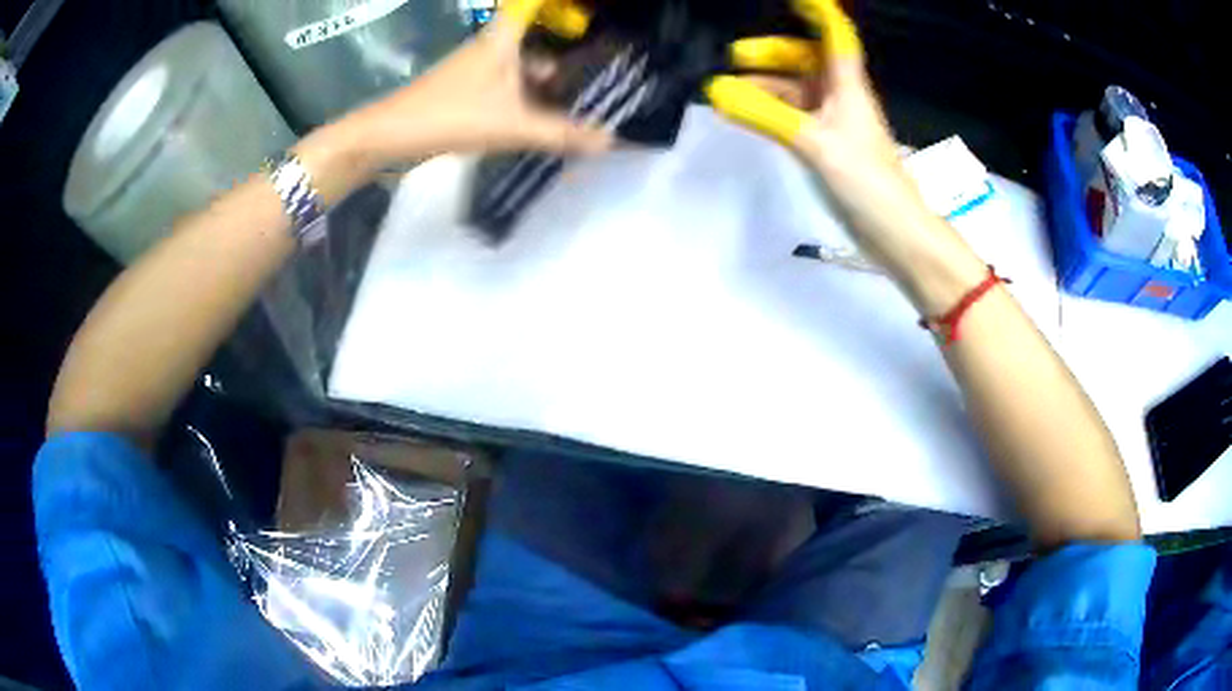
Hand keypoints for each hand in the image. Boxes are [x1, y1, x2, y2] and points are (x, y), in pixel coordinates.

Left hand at [344, 0, 610, 166]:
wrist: (390, 138)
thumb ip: (562, 133)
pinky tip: (543, 121)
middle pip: (535, 42)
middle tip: (600, 77)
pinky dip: (525, 100)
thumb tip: (611, 141)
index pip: (532, 9)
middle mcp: (491, 47)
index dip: (554, 8)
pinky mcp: (465, 93)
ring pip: (520, 68)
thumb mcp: (513, 125)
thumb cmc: (452, 116)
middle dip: (565, 58)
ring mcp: (475, 70)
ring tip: (580, 105)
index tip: (588, 14)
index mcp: (503, 39)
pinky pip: (506, 88)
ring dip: (546, 84)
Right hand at [705, 0, 921, 221]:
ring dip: (765, 86)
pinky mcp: (828, 147)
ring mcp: (834, 122)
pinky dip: (771, 112)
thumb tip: (715, 91)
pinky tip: (748, 116)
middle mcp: (841, 96)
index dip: (815, 12)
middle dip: (772, 53)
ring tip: (727, 91)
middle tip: (733, 57)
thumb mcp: (814, 142)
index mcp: (847, 85)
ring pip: (796, 90)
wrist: (894, 231)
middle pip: (807, 61)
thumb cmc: (865, 179)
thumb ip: (765, 115)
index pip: (833, 35)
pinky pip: (794, 117)